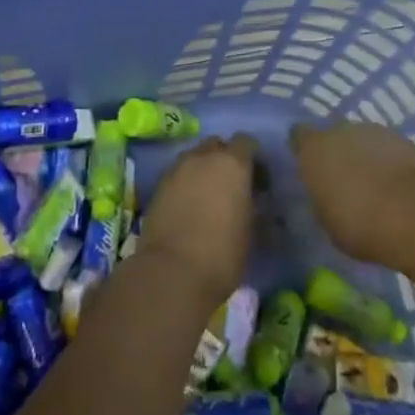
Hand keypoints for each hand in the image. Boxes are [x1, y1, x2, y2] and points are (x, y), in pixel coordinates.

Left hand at [139, 135, 257, 309]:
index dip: (252, 159)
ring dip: (203, 170)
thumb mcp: (249, 231)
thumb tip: (247, 200)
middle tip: (230, 187)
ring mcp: (177, 168)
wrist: (172, 272)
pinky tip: (188, 207)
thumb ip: (249, 204)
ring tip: (207, 198)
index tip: (257, 181)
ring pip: (194, 157)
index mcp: (232, 164)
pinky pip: (178, 174)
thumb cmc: (222, 255)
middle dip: (224, 159)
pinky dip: (185, 183)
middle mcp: (203, 156)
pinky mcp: (158, 184)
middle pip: (217, 145)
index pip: (246, 142)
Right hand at [290, 120, 414, 263]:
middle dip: (338, 153)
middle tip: (345, 181)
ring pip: (363, 140)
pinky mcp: (403, 139)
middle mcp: (339, 130)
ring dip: (365, 156)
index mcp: (313, 149)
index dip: (305, 149)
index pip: (299, 136)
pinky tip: (397, 185)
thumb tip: (326, 191)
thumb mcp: (326, 218)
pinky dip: (390, 162)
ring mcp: (374, 131)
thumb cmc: (357, 222)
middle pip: (334, 136)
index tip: (310, 167)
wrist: (412, 214)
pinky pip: (388, 149)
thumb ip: (322, 196)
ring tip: (375, 185)